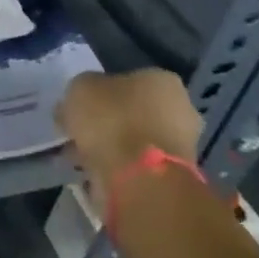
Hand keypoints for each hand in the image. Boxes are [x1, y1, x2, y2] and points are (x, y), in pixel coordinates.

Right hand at [56, 69, 201, 213]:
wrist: (140, 178)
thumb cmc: (111, 120)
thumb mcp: (80, 89)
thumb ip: (81, 90)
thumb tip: (82, 100)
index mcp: (162, 80)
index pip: (127, 79)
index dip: (98, 92)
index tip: (78, 106)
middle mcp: (180, 108)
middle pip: (132, 111)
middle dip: (105, 121)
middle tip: (77, 130)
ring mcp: (181, 144)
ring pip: (133, 139)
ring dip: (108, 145)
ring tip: (78, 154)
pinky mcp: (173, 175)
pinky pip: (135, 163)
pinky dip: (115, 166)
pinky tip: (92, 170)